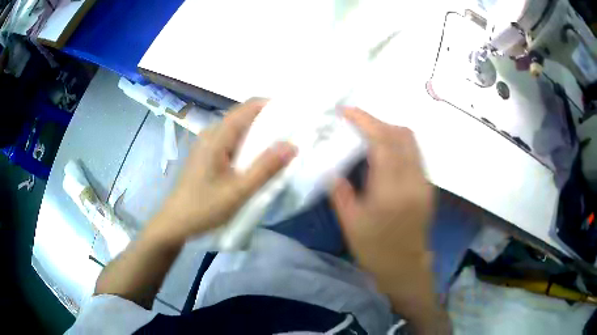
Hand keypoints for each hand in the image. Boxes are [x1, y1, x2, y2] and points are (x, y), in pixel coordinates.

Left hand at [152, 99, 296, 243]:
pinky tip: (255, 159)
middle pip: (242, 116)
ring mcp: (206, 144)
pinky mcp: (205, 155)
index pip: (247, 107)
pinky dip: (247, 144)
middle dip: (267, 120)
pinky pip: (230, 140)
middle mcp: (211, 133)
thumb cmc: (204, 207)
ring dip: (257, 133)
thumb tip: (292, 145)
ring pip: (237, 129)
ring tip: (278, 146)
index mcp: (217, 136)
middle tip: (290, 134)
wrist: (175, 222)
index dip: (271, 106)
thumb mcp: (239, 191)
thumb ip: (265, 168)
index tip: (293, 115)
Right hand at [332, 108, 438, 329]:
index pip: (383, 143)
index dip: (365, 121)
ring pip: (411, 141)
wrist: (405, 268)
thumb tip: (332, 167)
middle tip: (355, 124)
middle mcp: (413, 181)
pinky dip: (397, 144)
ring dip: (389, 131)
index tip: (347, 112)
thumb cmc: (375, 250)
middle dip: (378, 122)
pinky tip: (382, 153)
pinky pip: (414, 153)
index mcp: (391, 192)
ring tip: (367, 135)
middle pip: (402, 134)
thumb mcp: (350, 223)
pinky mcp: (427, 186)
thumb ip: (340, 191)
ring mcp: (424, 182)